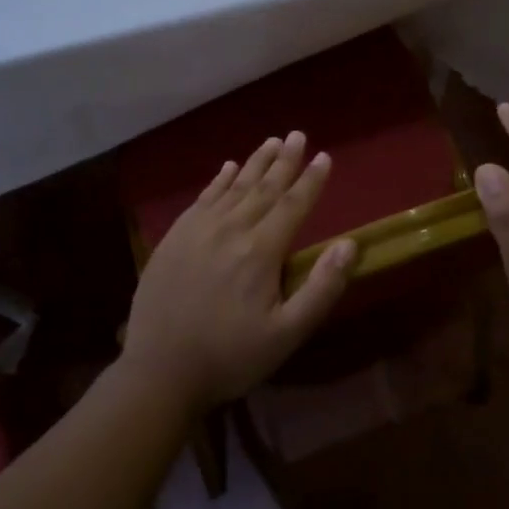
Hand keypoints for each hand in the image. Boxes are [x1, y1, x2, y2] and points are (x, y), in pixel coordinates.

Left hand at [122, 130, 356, 410]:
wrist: (159, 373)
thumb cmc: (230, 357)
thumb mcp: (286, 335)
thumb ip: (320, 289)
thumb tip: (349, 245)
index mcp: (260, 252)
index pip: (293, 205)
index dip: (311, 181)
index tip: (325, 156)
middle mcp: (230, 230)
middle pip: (263, 188)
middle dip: (284, 161)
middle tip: (298, 135)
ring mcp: (197, 231)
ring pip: (233, 188)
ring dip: (254, 163)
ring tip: (271, 141)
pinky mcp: (173, 239)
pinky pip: (202, 199)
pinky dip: (218, 181)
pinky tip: (226, 168)